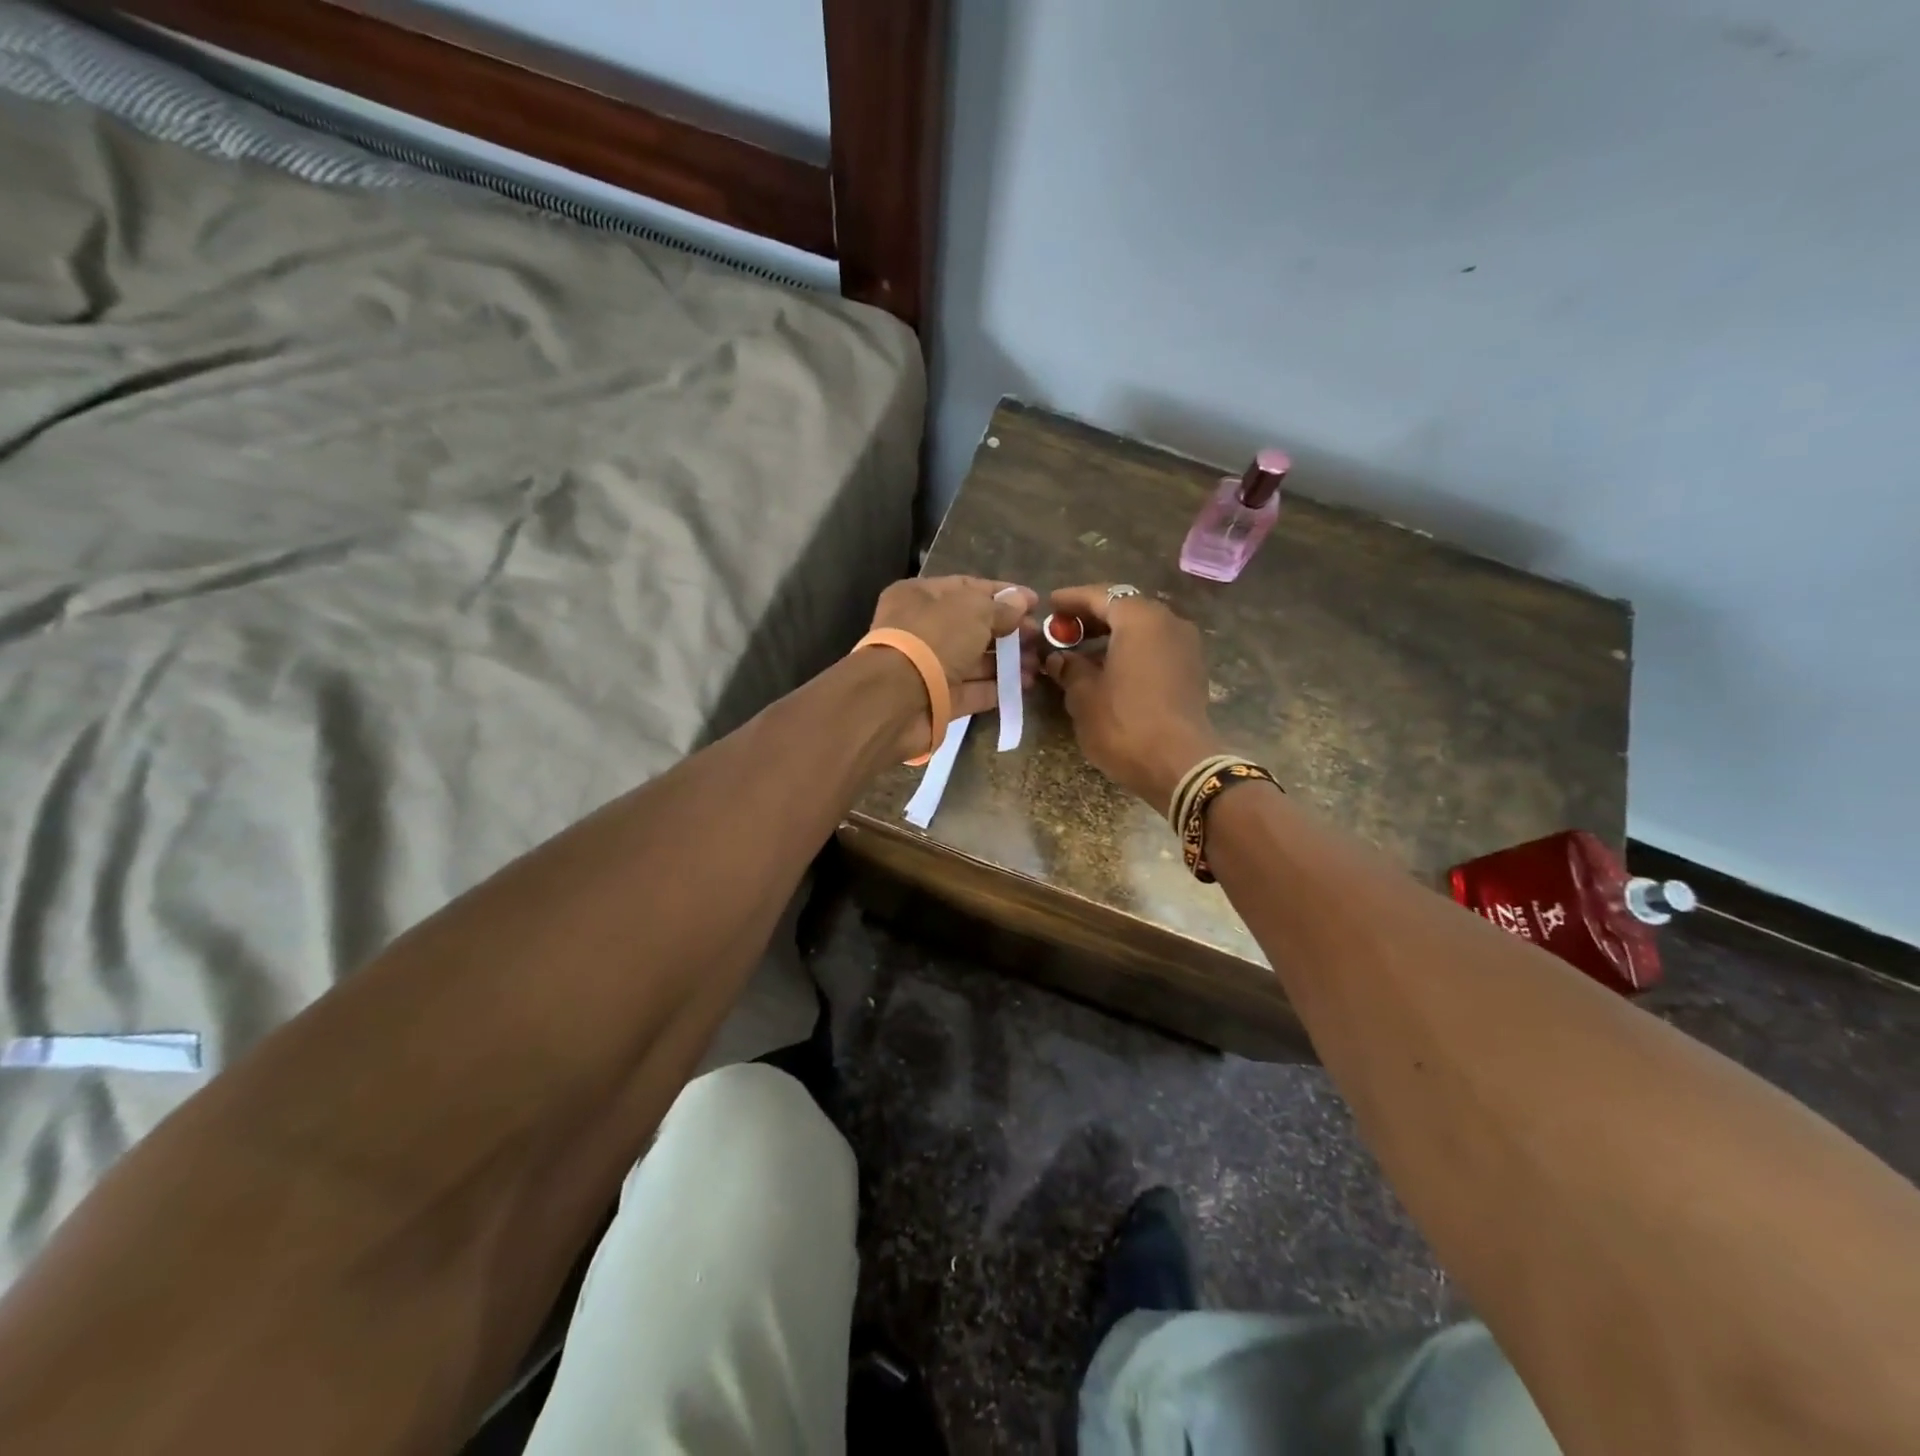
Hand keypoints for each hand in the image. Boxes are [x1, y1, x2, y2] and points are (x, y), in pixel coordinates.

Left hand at [868, 576, 1038, 755]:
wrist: (897, 698)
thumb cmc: (934, 639)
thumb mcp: (973, 611)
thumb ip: (1000, 607)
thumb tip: (1022, 601)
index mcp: (920, 596)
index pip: (967, 588)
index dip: (1003, 594)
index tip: (1035, 602)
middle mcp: (922, 629)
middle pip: (973, 626)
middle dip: (1009, 631)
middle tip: (1040, 638)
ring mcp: (929, 667)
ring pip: (974, 660)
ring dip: (1007, 661)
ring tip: (1038, 664)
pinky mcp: (938, 700)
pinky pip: (971, 690)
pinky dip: (996, 688)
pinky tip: (1024, 686)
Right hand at [1043, 585, 1223, 810]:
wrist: (1179, 766)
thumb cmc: (1124, 723)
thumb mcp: (1084, 695)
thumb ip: (1069, 667)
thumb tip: (1058, 658)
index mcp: (1140, 619)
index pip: (1101, 595)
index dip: (1072, 599)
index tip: (1051, 604)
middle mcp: (1168, 623)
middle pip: (1125, 609)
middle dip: (1093, 617)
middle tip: (1064, 629)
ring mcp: (1186, 647)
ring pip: (1142, 630)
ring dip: (1113, 636)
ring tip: (1082, 652)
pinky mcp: (1192, 671)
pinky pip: (1155, 648)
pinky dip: (1131, 651)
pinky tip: (1110, 670)